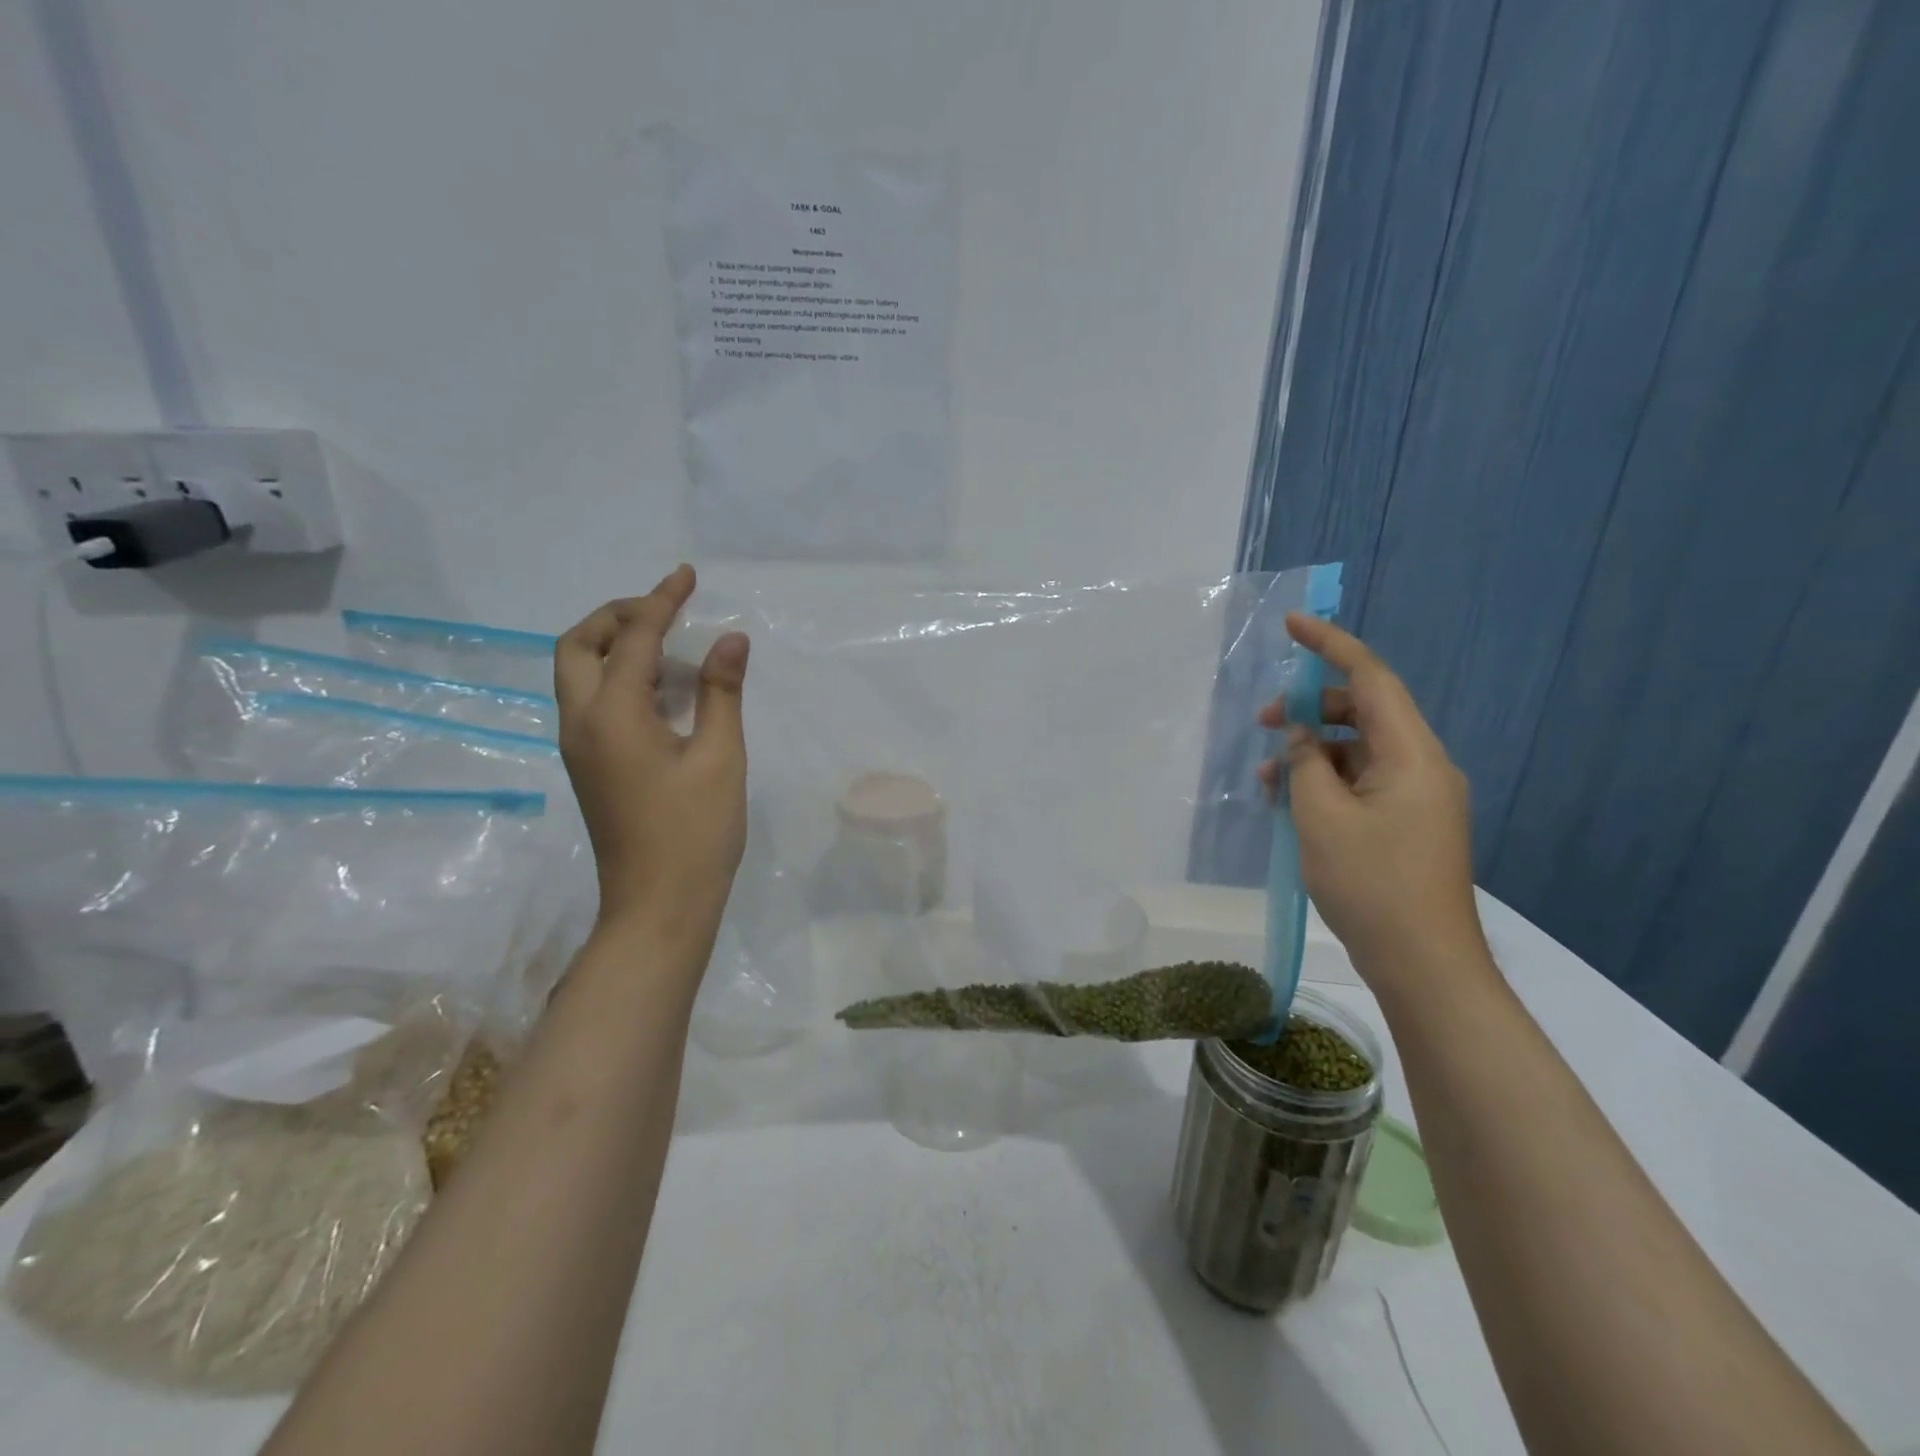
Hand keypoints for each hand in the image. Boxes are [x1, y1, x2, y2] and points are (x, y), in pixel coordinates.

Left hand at [555, 566, 750, 940]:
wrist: (658, 906)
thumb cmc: (695, 833)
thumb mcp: (720, 757)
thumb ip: (720, 692)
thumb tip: (729, 638)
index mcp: (613, 716)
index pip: (634, 638)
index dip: (662, 601)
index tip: (687, 576)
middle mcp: (582, 723)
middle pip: (577, 646)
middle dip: (617, 617)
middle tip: (665, 613)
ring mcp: (581, 747)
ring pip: (579, 674)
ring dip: (617, 646)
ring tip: (674, 648)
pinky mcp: (591, 765)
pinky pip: (593, 701)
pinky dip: (621, 678)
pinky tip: (667, 691)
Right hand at [1257, 614, 1486, 988]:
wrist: (1423, 963)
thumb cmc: (1371, 883)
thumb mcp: (1322, 818)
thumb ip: (1305, 764)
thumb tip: (1298, 736)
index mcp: (1412, 755)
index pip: (1370, 679)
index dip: (1330, 646)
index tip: (1292, 625)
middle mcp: (1422, 766)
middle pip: (1362, 713)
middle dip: (1308, 710)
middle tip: (1261, 723)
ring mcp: (1417, 798)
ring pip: (1357, 752)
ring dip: (1310, 754)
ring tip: (1266, 780)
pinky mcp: (1406, 824)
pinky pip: (1361, 784)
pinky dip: (1325, 784)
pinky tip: (1289, 805)